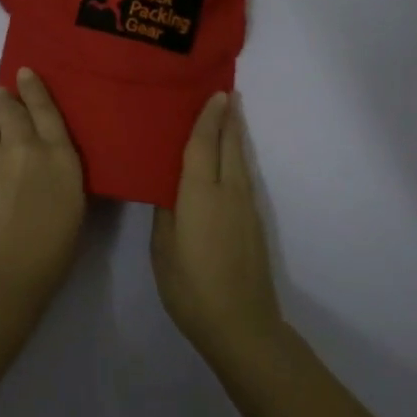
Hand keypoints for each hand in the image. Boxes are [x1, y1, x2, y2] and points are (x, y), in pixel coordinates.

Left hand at [0, 69, 86, 311]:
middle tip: (6, 101)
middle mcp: (24, 147)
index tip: (24, 71)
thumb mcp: (73, 206)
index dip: (34, 87)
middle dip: (6, 100)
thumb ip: (59, 172)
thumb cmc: (51, 251)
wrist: (1, 273)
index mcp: (59, 156)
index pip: (45, 108)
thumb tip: (47, 159)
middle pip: (9, 107)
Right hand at [151, 92, 282, 364]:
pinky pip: (243, 177)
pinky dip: (237, 158)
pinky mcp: (253, 223)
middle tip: (226, 92)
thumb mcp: (163, 248)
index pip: (203, 146)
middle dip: (228, 119)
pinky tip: (229, 159)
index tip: (215, 92)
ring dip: (235, 136)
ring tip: (230, 116)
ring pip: (240, 161)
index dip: (207, 119)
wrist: (241, 324)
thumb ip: (166, 211)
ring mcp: (245, 208)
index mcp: (200, 195)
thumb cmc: (191, 287)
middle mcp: (228, 193)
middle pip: (229, 147)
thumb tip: (168, 186)